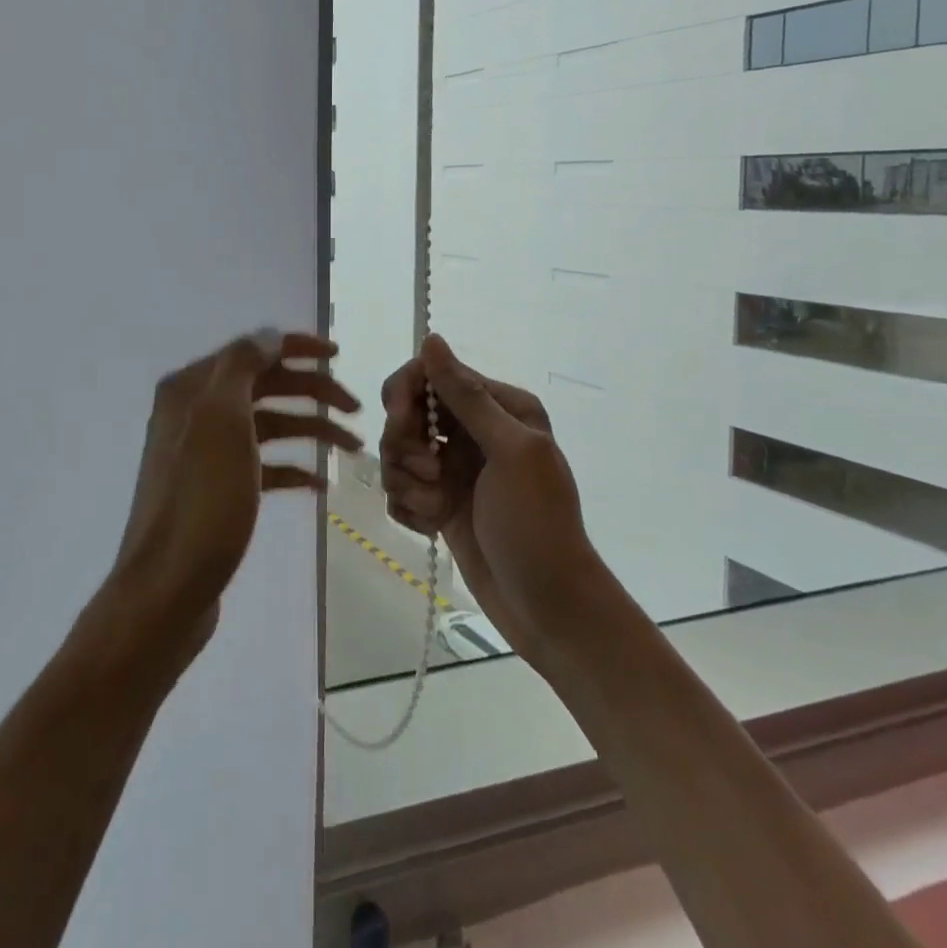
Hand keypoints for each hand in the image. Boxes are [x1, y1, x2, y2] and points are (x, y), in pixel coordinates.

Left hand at [112, 329, 361, 660]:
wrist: (166, 590)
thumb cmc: (201, 500)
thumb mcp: (221, 421)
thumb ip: (243, 366)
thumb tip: (268, 335)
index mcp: (192, 388)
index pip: (252, 349)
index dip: (296, 347)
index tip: (339, 356)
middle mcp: (195, 412)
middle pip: (264, 385)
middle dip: (312, 392)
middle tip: (356, 410)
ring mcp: (205, 453)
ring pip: (267, 425)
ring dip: (310, 428)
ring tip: (352, 449)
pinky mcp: (217, 489)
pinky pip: (262, 464)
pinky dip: (291, 466)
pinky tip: (319, 482)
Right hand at [379, 334, 598, 661]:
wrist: (549, 608)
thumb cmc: (537, 525)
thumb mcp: (510, 452)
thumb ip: (467, 396)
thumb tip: (431, 339)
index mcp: (498, 407)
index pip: (431, 375)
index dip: (406, 394)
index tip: (400, 423)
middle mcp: (474, 431)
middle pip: (406, 413)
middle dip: (405, 444)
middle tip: (429, 473)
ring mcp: (454, 468)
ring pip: (397, 453)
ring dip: (408, 482)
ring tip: (436, 509)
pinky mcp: (439, 503)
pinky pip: (400, 489)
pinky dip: (408, 507)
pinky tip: (431, 527)